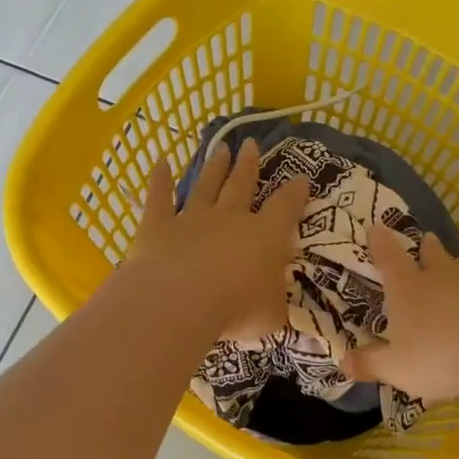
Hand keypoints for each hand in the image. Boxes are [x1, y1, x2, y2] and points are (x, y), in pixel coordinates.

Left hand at [132, 138, 310, 339]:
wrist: (180, 302)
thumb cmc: (236, 310)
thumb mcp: (272, 314)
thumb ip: (275, 302)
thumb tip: (278, 301)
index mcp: (265, 236)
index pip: (285, 208)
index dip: (295, 193)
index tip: (301, 177)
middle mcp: (230, 219)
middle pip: (242, 185)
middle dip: (249, 165)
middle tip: (252, 144)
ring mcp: (192, 219)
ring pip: (206, 186)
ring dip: (214, 167)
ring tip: (221, 147)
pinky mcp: (157, 226)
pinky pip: (159, 198)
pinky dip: (160, 180)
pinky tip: (161, 163)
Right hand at [343, 224, 458, 400]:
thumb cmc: (441, 354)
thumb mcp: (398, 367)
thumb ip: (372, 364)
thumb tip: (342, 362)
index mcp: (409, 289)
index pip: (389, 260)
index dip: (381, 244)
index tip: (377, 227)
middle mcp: (443, 279)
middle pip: (433, 257)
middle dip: (428, 249)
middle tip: (428, 239)